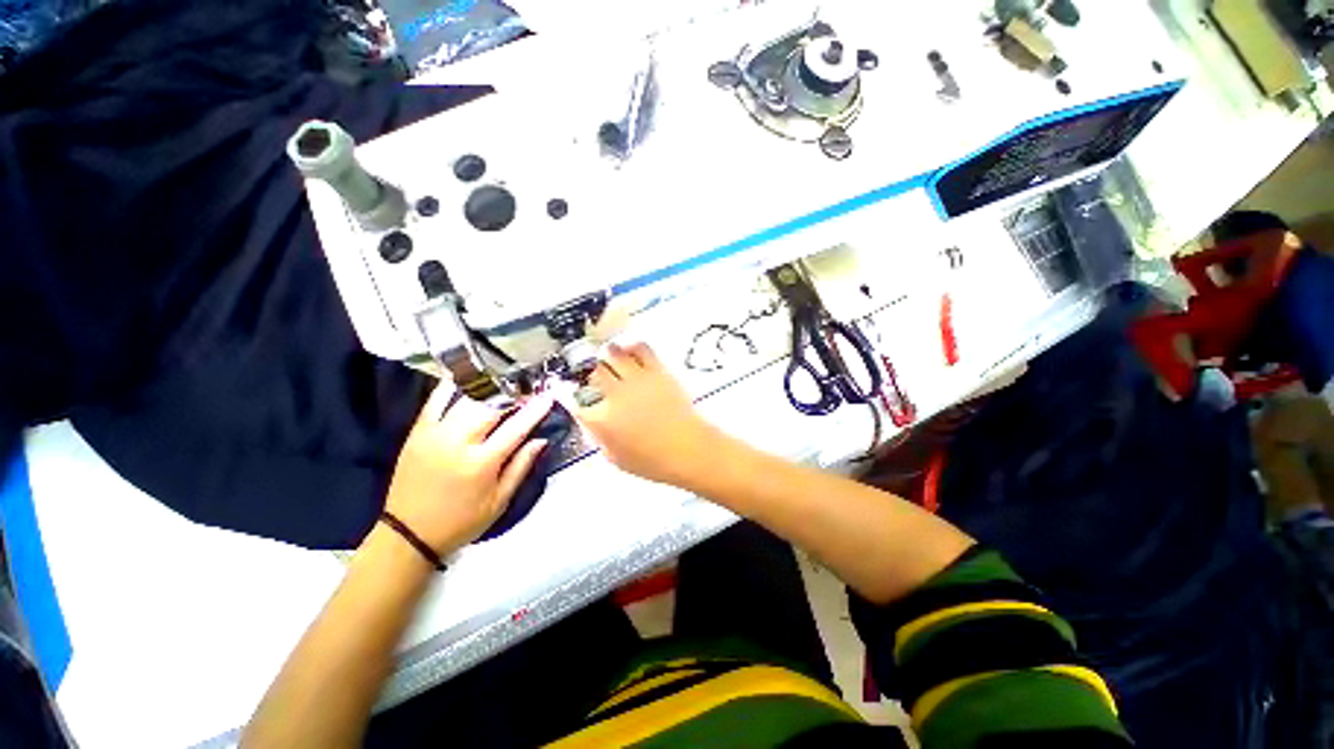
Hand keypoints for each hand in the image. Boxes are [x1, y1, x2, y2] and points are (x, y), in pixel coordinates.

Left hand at [383, 386, 553, 553]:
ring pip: (465, 398)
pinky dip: (454, 385)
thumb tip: (541, 439)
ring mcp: (434, 434)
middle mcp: (457, 442)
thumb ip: (521, 466)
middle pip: (490, 406)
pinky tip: (468, 376)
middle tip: (528, 386)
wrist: (408, 534)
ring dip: (488, 386)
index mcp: (481, 463)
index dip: (535, 410)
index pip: (516, 428)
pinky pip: (436, 399)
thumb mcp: (500, 501)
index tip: (548, 396)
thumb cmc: (461, 521)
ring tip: (504, 379)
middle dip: (513, 392)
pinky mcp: (417, 431)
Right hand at [571, 342, 721, 487]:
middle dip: (587, 370)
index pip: (572, 398)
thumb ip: (597, 436)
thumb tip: (588, 419)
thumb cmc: (652, 461)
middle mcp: (614, 394)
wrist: (689, 449)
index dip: (563, 390)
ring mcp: (636, 379)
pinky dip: (631, 346)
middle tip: (591, 373)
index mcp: (601, 419)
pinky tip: (629, 351)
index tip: (562, 386)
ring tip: (608, 358)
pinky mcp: (656, 370)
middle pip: (591, 371)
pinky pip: (640, 348)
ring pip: (612, 354)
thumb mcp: (615, 458)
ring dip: (606, 355)